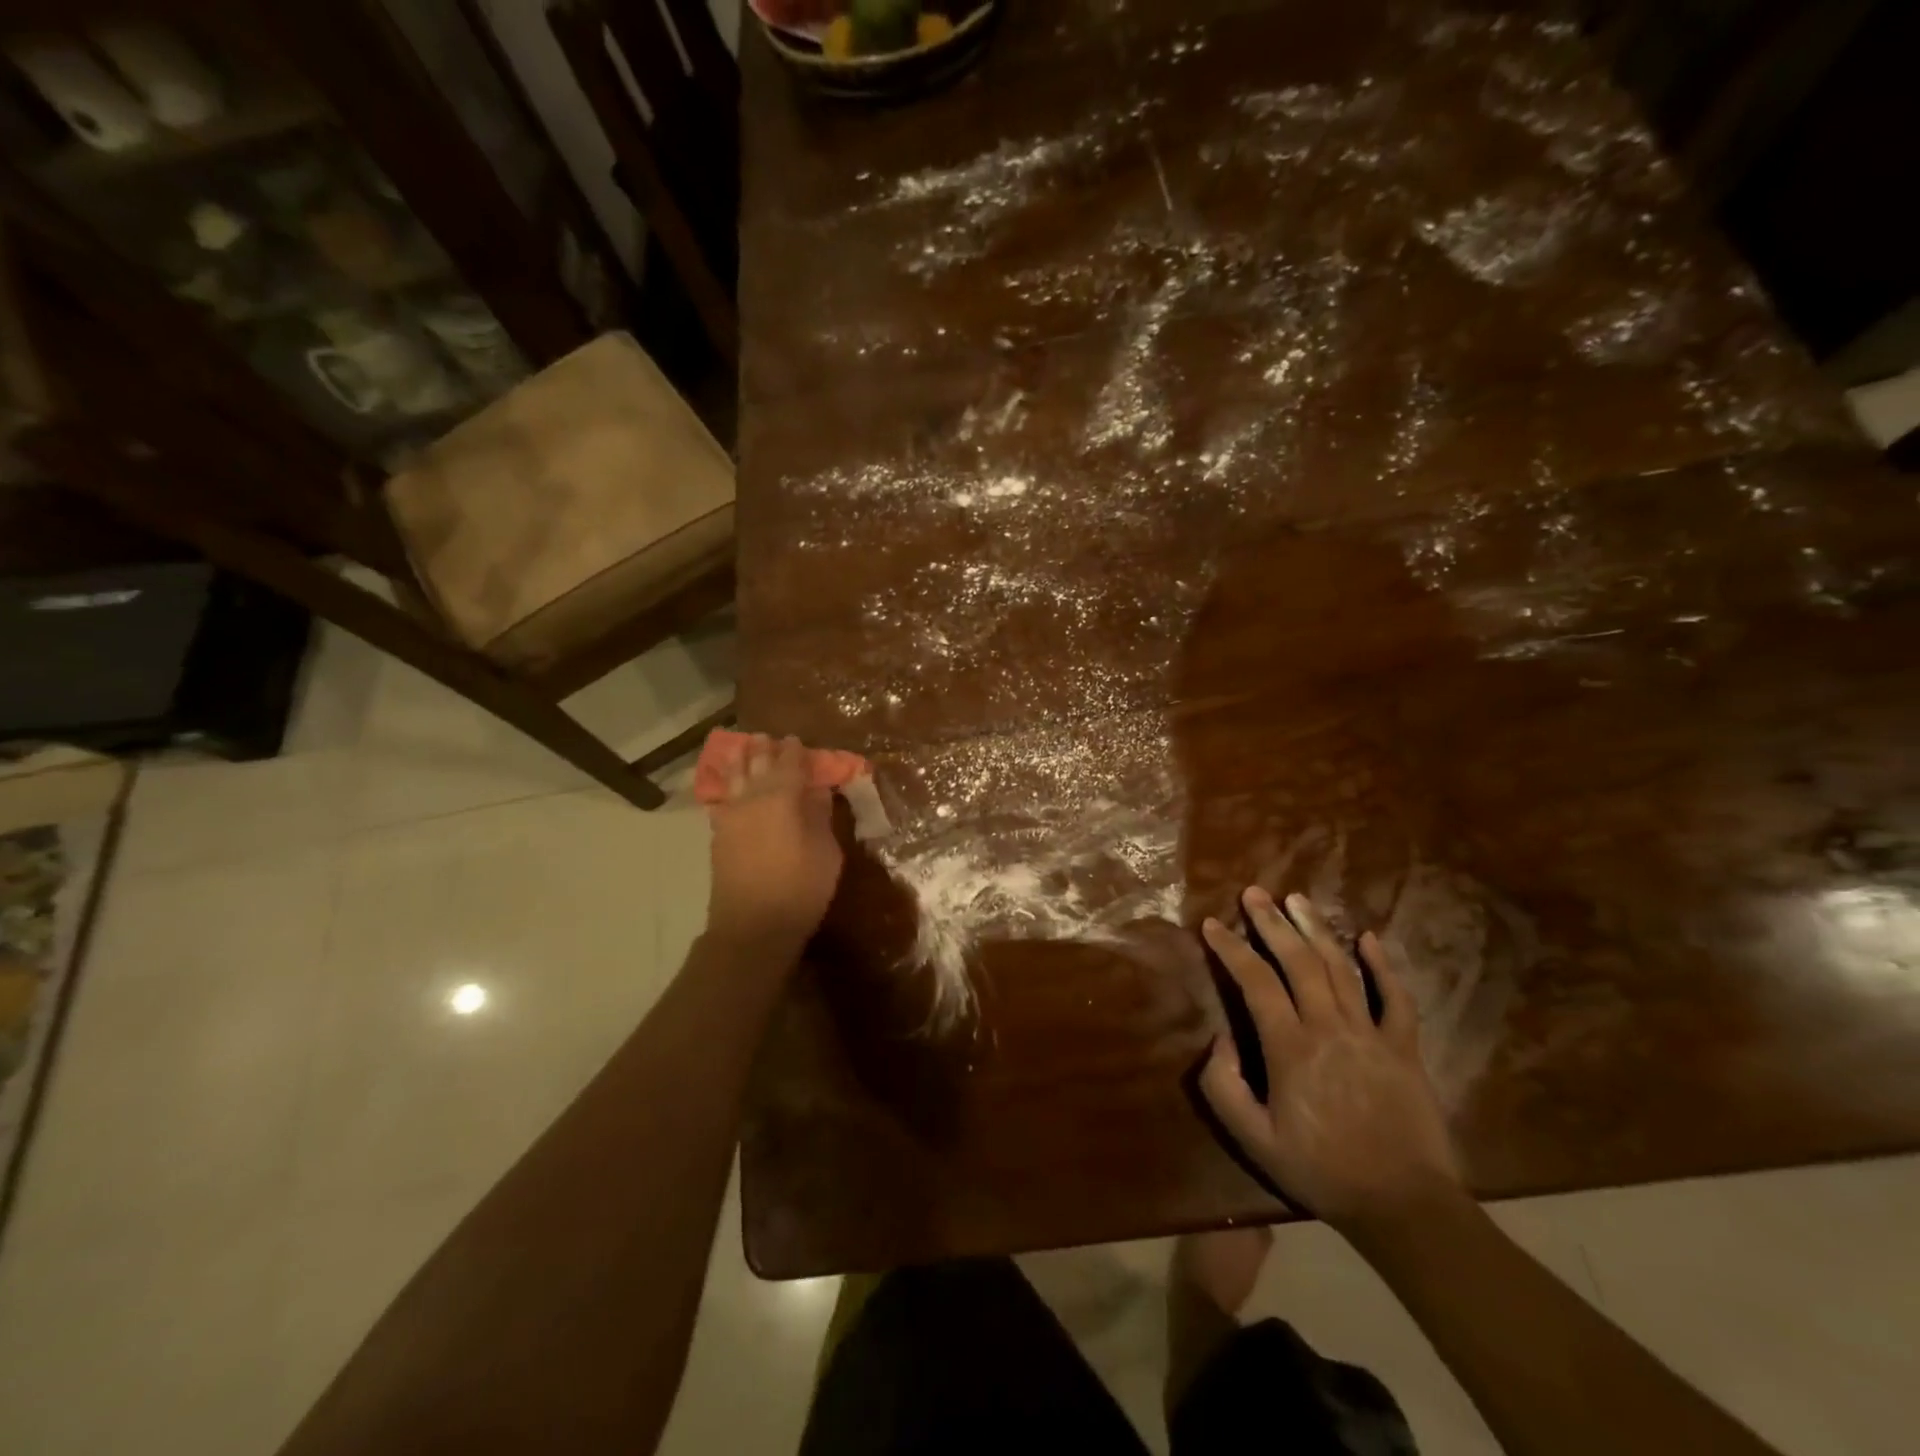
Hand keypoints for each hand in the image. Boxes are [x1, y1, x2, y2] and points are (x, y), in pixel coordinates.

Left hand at [705, 734, 843, 950]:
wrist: (752, 927)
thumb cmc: (800, 889)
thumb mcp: (826, 852)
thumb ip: (821, 815)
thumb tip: (818, 790)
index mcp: (782, 798)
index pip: (789, 764)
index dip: (794, 750)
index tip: (797, 739)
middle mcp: (752, 800)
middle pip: (756, 765)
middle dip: (763, 750)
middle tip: (768, 737)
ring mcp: (731, 817)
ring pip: (734, 779)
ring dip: (740, 762)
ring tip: (743, 748)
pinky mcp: (719, 836)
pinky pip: (722, 800)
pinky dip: (727, 787)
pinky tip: (729, 786)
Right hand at [1199, 888, 1462, 1236]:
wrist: (1404, 1207)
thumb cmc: (1321, 1172)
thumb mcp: (1254, 1139)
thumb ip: (1224, 1086)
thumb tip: (1222, 1039)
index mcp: (1290, 1048)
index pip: (1255, 982)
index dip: (1232, 949)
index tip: (1212, 924)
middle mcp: (1329, 1028)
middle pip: (1299, 961)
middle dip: (1272, 922)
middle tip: (1254, 892)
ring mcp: (1372, 1034)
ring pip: (1341, 968)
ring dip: (1316, 930)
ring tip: (1296, 899)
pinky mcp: (1405, 1048)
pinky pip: (1396, 998)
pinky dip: (1382, 965)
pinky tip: (1367, 937)